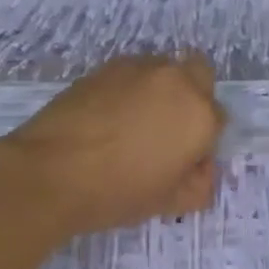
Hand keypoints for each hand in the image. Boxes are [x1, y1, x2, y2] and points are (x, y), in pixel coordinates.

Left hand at [0, 55, 223, 238]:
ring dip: (160, 88)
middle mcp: (177, 81)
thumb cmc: (117, 192)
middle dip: (192, 95)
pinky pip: (132, 72)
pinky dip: (129, 88)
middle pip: (200, 75)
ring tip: (133, 121)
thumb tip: (200, 169)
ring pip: (165, 69)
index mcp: (200, 114)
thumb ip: (199, 184)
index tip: (183, 158)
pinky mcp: (108, 66)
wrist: (51, 172)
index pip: (218, 119)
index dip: (203, 140)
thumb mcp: (169, 202)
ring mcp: (141, 68)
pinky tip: (108, 115)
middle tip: (167, 128)